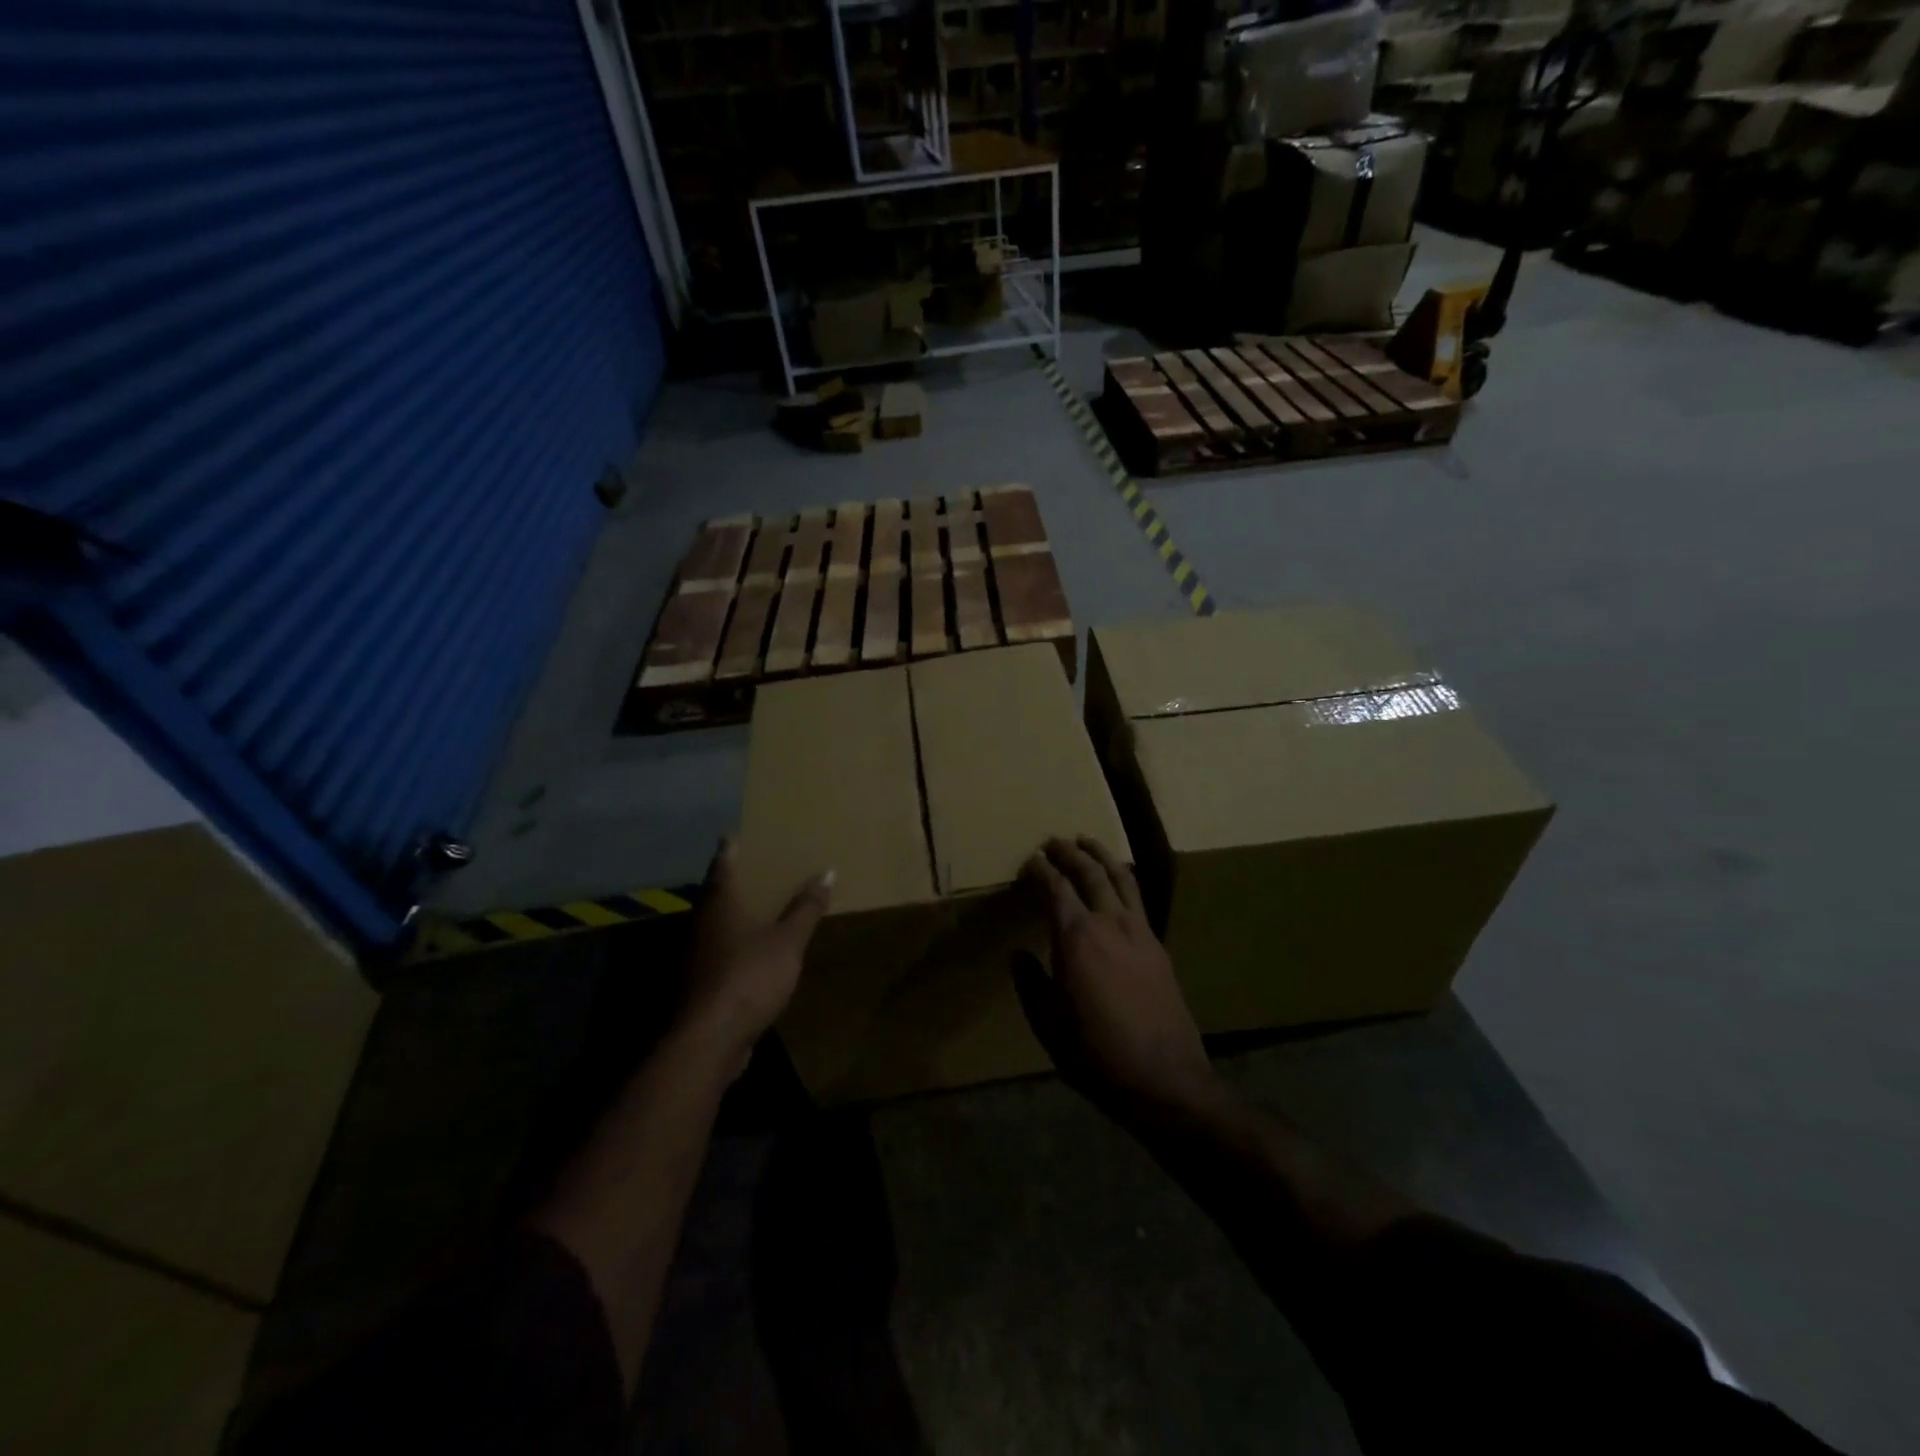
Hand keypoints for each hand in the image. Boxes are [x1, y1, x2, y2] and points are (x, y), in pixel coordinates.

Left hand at [678, 837, 833, 1076]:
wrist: (710, 1040)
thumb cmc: (749, 977)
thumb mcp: (788, 941)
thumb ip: (806, 908)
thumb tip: (828, 871)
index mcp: (719, 905)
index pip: (722, 866)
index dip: (730, 850)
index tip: (733, 835)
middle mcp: (700, 925)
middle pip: (715, 895)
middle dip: (733, 882)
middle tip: (755, 868)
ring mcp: (695, 957)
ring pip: (715, 926)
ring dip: (734, 916)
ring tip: (759, 908)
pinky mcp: (699, 986)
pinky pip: (719, 954)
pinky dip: (735, 946)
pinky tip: (754, 952)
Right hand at [1013, 837, 1219, 1122]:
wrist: (1165, 1079)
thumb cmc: (1096, 1054)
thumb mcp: (1048, 1025)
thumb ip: (1031, 984)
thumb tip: (1019, 955)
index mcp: (1077, 938)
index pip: (1056, 889)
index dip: (1041, 871)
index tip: (1030, 860)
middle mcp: (1110, 923)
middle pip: (1089, 873)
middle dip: (1069, 852)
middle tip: (1054, 841)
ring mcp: (1140, 932)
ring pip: (1120, 877)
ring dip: (1101, 855)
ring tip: (1086, 841)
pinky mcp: (1158, 946)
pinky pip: (1138, 898)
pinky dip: (1123, 878)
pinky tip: (1119, 881)